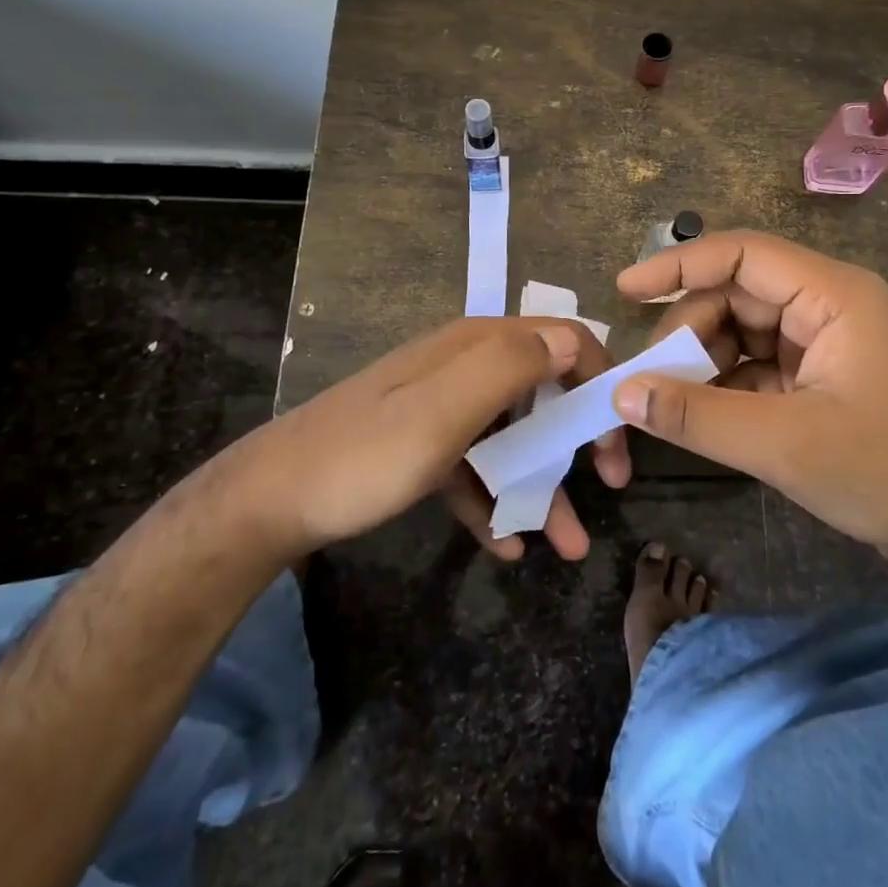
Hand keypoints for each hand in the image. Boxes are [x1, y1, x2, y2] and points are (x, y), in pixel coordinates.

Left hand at [219, 315, 616, 558]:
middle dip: (578, 439)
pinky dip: (495, 499)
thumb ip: (508, 367)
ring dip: (542, 485)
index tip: (616, 438)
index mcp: (475, 346)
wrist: (271, 502)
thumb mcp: (442, 411)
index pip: (562, 341)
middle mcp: (465, 366)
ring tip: (566, 545)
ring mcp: (443, 406)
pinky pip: (475, 466)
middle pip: (543, 391)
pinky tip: (506, 546)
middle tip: (607, 488)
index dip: (598, 382)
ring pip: (512, 437)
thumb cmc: (366, 455)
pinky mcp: (424, 443)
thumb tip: (571, 340)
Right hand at [613, 231, 887, 581]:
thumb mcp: (784, 446)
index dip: (679, 264)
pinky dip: (723, 384)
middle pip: (736, 294)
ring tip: (673, 402)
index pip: (743, 254)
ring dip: (702, 361)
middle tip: (649, 380)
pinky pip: (755, 363)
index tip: (625, 289)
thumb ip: (697, 416)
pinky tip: (700, 415)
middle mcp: (827, 304)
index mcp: (833, 295)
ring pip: (740, 330)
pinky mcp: (819, 375)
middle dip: (688, 332)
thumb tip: (622, 393)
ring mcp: (824, 340)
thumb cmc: (886, 474)